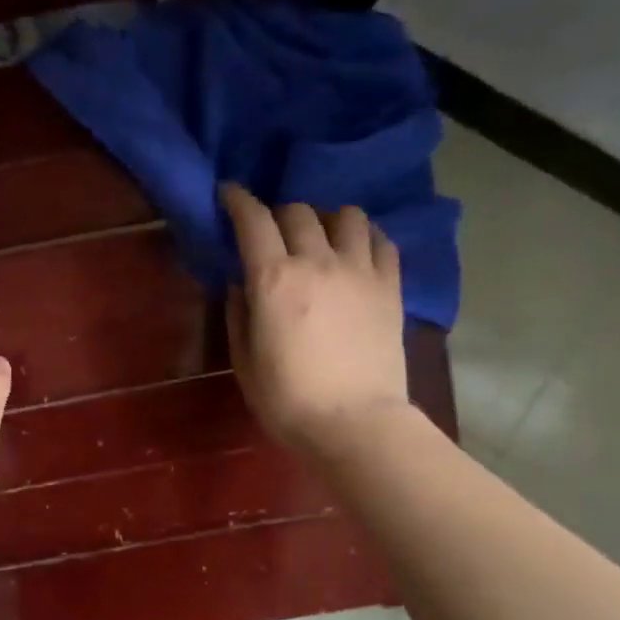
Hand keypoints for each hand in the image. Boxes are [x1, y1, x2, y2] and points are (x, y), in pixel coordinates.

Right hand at [220, 184, 408, 455]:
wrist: (356, 424)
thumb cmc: (288, 401)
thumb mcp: (244, 362)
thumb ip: (238, 314)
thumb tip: (240, 283)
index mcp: (274, 279)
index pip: (253, 220)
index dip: (237, 200)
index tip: (228, 194)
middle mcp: (317, 262)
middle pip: (298, 212)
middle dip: (278, 214)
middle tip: (272, 234)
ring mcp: (360, 271)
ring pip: (346, 215)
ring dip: (327, 219)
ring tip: (321, 238)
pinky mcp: (390, 286)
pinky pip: (382, 241)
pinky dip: (365, 237)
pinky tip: (356, 252)